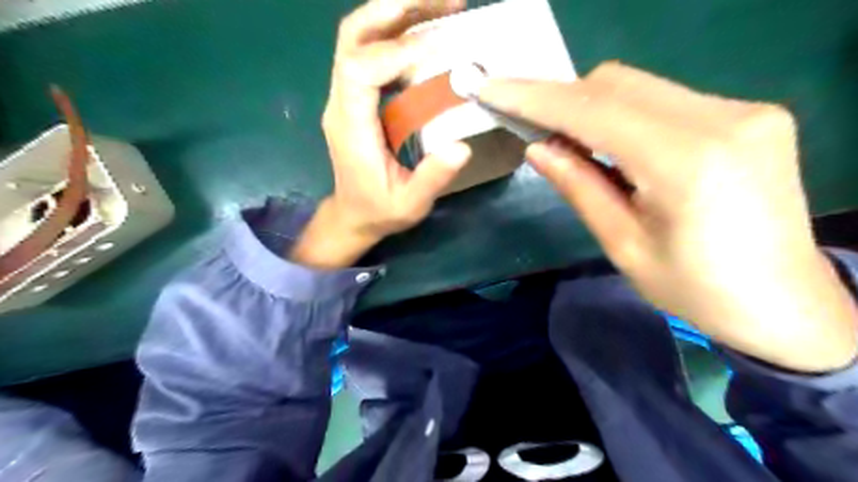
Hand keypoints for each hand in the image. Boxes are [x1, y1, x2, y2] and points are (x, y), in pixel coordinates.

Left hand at [294, 0, 467, 268]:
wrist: (353, 215)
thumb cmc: (379, 211)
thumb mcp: (409, 204)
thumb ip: (432, 179)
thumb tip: (461, 147)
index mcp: (349, 126)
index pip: (358, 69)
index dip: (394, 52)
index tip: (436, 50)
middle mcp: (341, 101)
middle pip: (354, 35)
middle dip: (396, 9)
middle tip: (447, 1)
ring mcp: (346, 95)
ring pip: (362, 36)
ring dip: (400, 13)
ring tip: (446, 6)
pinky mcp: (357, 96)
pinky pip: (373, 51)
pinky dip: (401, 33)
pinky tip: (430, 32)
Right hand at [480, 63, 853, 372]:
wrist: (785, 304)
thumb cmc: (695, 290)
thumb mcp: (623, 245)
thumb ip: (580, 187)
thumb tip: (538, 147)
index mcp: (686, 163)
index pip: (594, 110)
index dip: (537, 98)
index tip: (494, 90)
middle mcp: (722, 119)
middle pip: (617, 83)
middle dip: (563, 100)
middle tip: (533, 129)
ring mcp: (743, 110)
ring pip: (640, 86)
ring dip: (593, 107)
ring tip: (571, 143)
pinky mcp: (749, 114)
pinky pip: (665, 99)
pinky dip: (626, 115)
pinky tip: (615, 146)